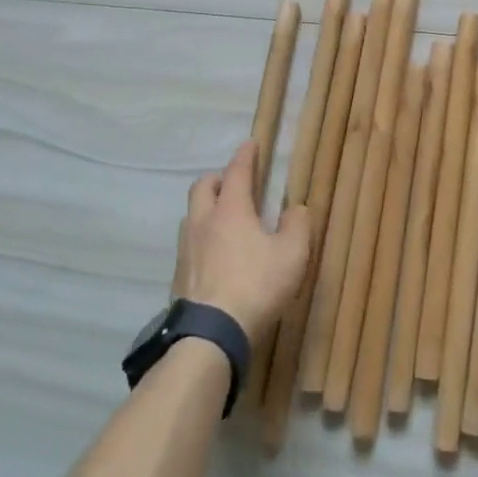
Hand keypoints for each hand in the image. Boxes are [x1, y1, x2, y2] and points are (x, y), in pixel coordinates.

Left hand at [173, 140, 310, 338]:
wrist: (210, 333)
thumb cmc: (256, 285)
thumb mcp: (292, 255)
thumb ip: (297, 226)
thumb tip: (296, 209)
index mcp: (231, 210)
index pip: (237, 172)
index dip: (245, 155)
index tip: (251, 143)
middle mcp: (203, 221)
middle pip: (203, 186)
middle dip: (218, 179)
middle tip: (235, 184)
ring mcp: (186, 249)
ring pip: (192, 214)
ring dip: (207, 208)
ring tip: (225, 219)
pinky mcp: (179, 275)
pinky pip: (190, 243)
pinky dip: (202, 238)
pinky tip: (215, 255)